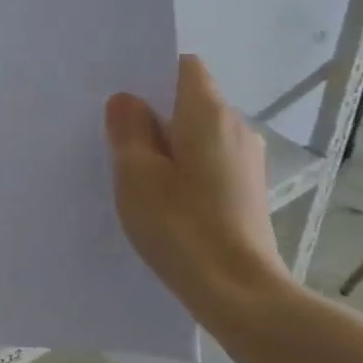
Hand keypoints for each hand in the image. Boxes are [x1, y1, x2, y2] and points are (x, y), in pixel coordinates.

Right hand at [105, 55, 289, 308]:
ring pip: (198, 136)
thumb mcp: (137, 176)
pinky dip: (185, 170)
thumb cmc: (182, 227)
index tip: (121, 98)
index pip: (183, 66)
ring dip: (168, 146)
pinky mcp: (249, 193)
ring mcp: (247, 163)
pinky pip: (209, 163)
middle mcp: (236, 128)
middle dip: (154, 114)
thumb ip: (128, 130)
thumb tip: (127, 101)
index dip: (151, 74)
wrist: (241, 295)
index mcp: (209, 113)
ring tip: (134, 174)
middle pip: (190, 102)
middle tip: (114, 138)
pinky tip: (163, 201)